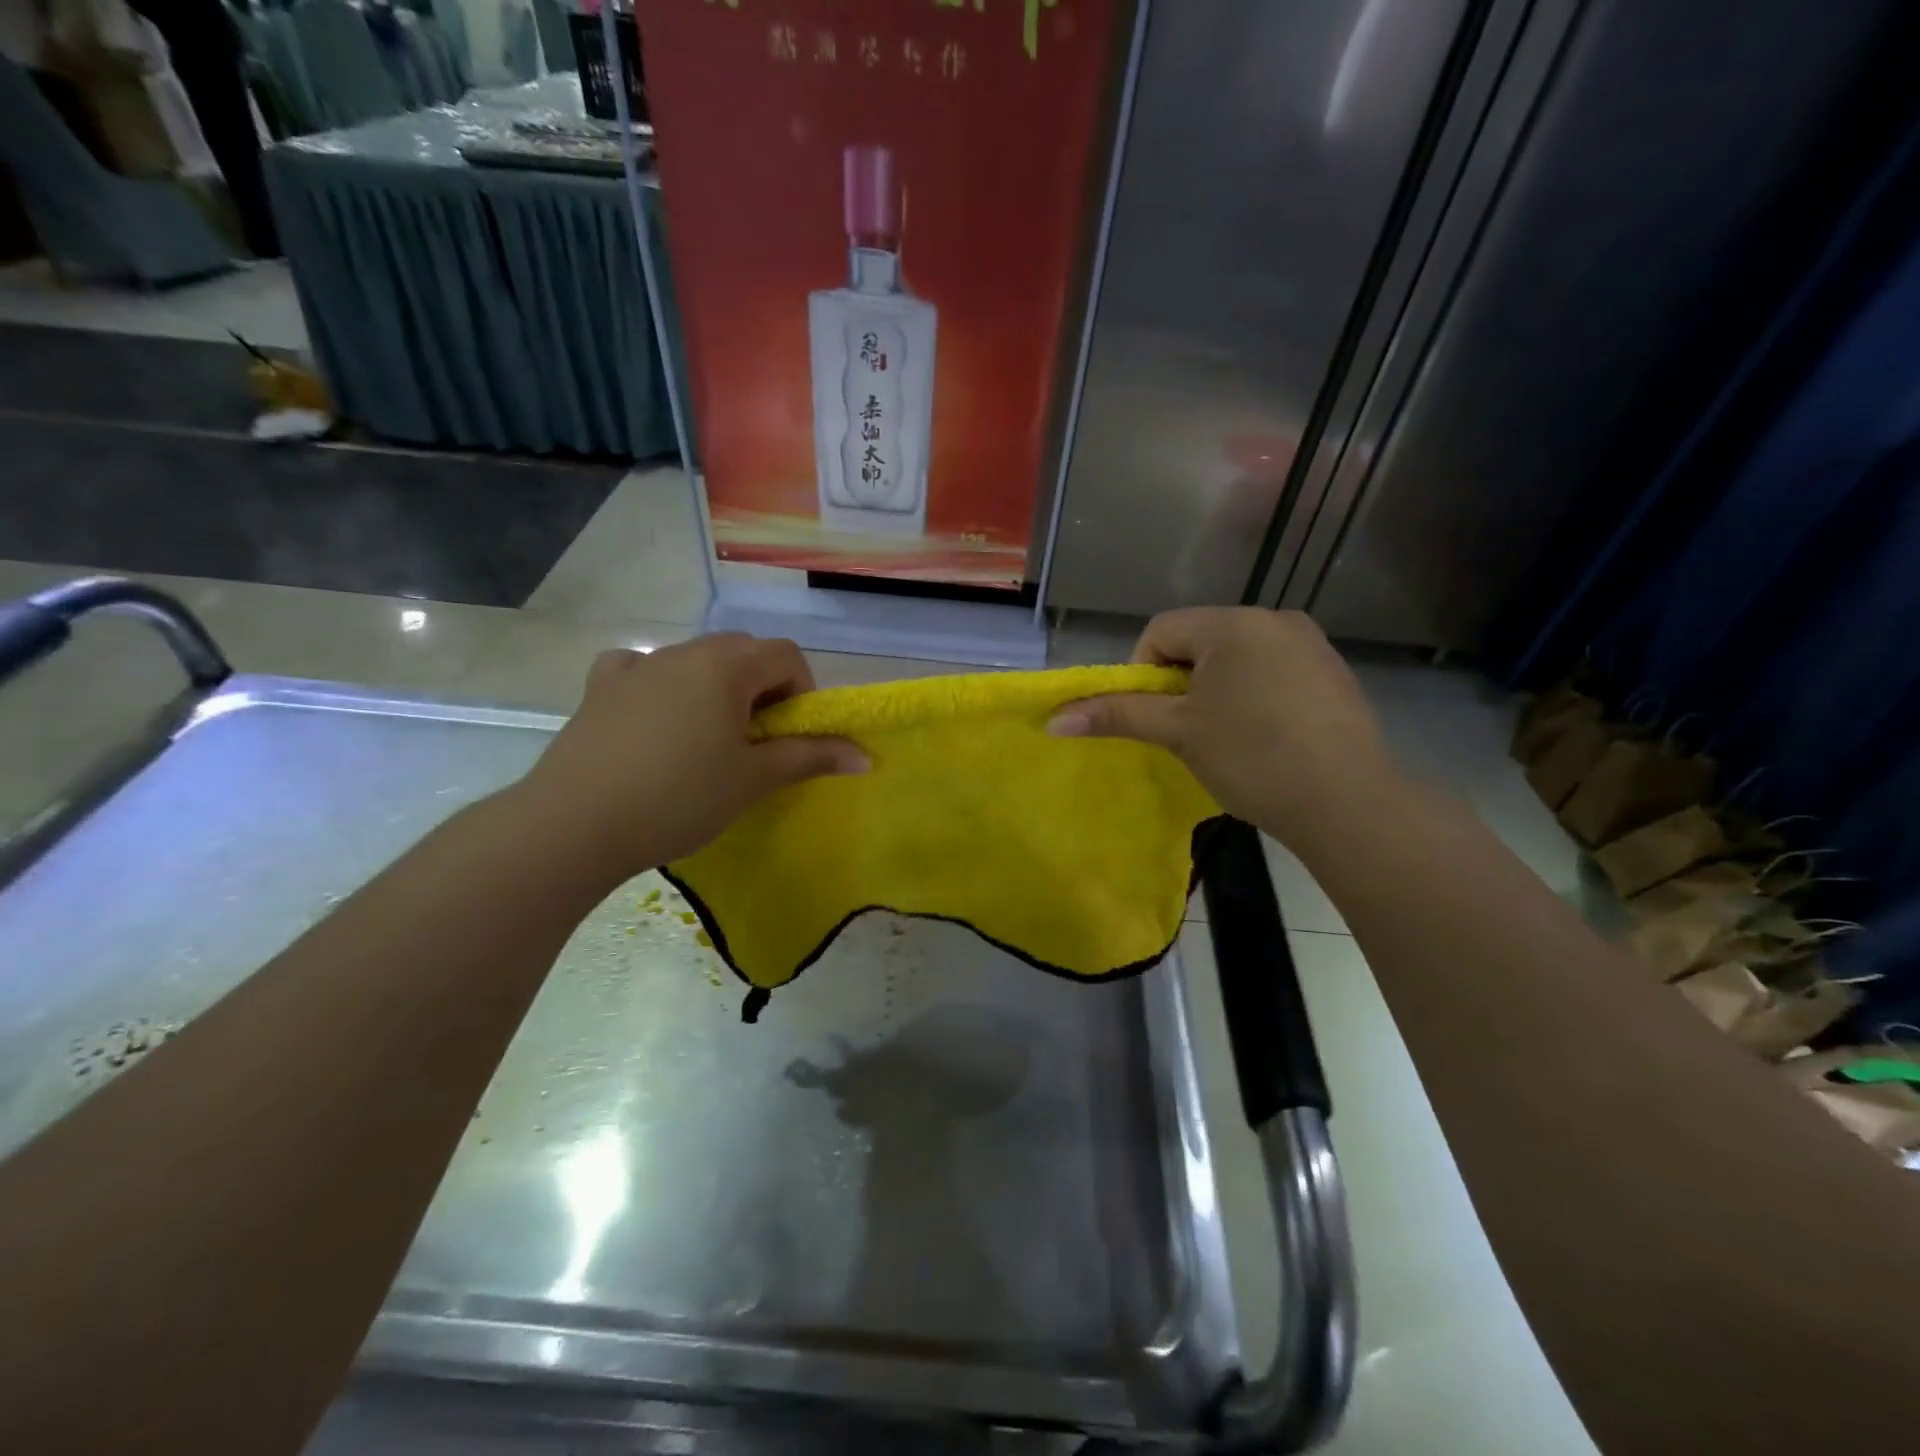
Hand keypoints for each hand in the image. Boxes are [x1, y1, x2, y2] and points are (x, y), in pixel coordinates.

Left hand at [513, 634, 866, 879]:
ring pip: (695, 661)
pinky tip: (654, 719)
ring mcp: (636, 665)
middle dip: (762, 688)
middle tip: (755, 741)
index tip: (791, 736)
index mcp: (726, 665)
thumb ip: (811, 758)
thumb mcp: (753, 780)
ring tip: (706, 740)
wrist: (574, 824)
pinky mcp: (600, 687)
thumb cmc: (679, 798)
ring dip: (715, 688)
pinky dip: (660, 685)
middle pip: (742, 652)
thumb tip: (866, 756)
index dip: (802, 692)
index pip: (786, 655)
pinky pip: (641, 669)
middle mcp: (683, 651)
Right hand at [1049, 607, 1396, 848]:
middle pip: (1201, 641)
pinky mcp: (1333, 672)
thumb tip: (1054, 719)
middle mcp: (1275, 619)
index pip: (1162, 630)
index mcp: (1235, 623)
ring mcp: (1311, 644)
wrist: (1347, 802)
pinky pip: (1273, 670)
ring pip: (1238, 657)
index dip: (1143, 672)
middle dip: (1182, 682)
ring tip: (1224, 737)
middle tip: (1186, 730)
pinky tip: (1264, 736)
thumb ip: (1118, 715)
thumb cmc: (1252, 757)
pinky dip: (1254, 694)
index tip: (1155, 716)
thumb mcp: (1179, 733)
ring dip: (1217, 689)